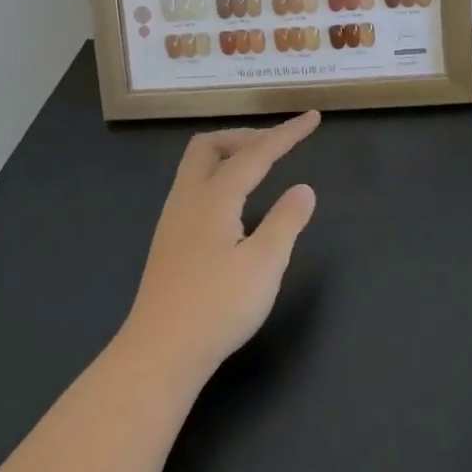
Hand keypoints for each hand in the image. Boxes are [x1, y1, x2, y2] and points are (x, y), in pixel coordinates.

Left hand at [122, 110, 321, 376]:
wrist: (159, 354)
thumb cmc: (217, 307)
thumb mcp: (264, 264)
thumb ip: (286, 221)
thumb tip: (303, 189)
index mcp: (214, 198)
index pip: (255, 153)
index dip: (286, 134)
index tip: (312, 118)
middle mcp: (188, 200)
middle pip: (210, 146)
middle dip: (246, 136)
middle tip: (277, 146)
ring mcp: (173, 221)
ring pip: (197, 167)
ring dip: (230, 156)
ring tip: (261, 169)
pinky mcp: (169, 243)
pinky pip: (194, 189)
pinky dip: (220, 178)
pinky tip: (236, 206)